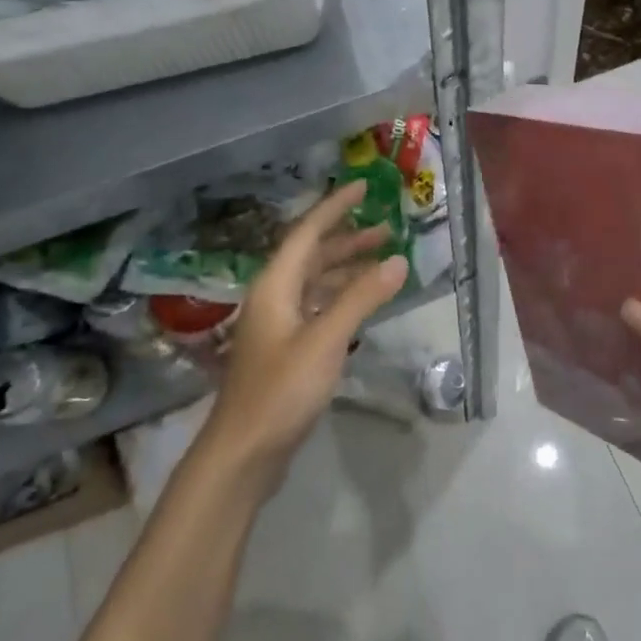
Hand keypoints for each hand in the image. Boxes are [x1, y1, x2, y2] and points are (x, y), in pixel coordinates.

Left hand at [201, 181, 407, 493]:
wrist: (243, 453)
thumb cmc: (281, 390)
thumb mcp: (325, 340)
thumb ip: (361, 298)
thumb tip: (397, 261)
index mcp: (276, 285)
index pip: (308, 232)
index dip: (335, 207)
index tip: (363, 187)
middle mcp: (274, 297)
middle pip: (313, 255)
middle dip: (348, 239)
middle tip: (387, 228)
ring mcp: (279, 324)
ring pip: (316, 282)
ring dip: (347, 268)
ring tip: (383, 260)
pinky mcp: (287, 349)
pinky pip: (318, 307)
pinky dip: (342, 297)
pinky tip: (364, 302)